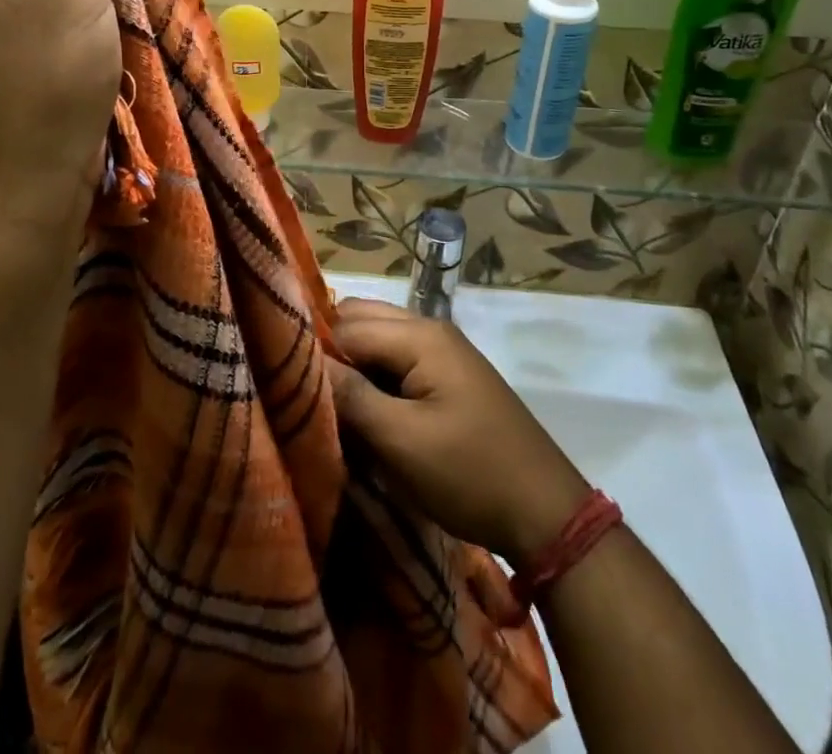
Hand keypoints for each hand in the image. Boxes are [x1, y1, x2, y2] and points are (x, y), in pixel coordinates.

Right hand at [326, 299, 590, 565]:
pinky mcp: (449, 376)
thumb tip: (304, 365)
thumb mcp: (402, 442)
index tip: (285, 386)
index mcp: (420, 334)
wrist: (545, 512)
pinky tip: (363, 409)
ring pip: (379, 340)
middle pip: (362, 320)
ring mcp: (443, 351)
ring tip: (329, 403)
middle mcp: (430, 328)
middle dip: (331, 351)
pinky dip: (375, 377)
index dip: (314, 353)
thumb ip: (352, 397)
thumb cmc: (470, 473)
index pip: (346, 326)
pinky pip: (398, 361)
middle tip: (306, 392)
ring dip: (353, 365)